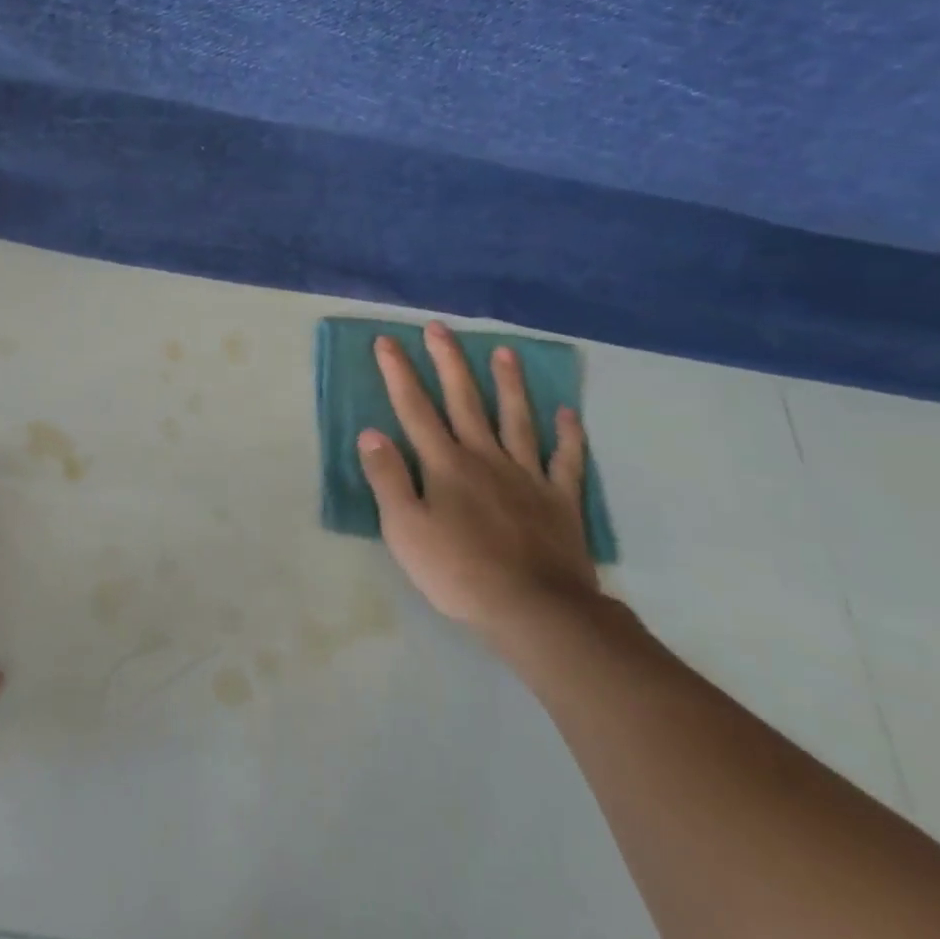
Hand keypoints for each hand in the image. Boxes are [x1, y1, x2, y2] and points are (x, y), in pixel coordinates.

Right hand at [357, 323, 599, 639]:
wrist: (535, 610)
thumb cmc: (459, 572)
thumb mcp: (405, 529)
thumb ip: (388, 478)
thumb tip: (370, 433)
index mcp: (445, 464)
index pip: (415, 409)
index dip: (399, 373)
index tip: (387, 341)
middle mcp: (485, 458)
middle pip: (464, 400)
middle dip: (449, 362)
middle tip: (440, 328)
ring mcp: (526, 475)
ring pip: (516, 418)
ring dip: (509, 383)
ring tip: (504, 351)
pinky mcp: (560, 500)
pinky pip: (566, 460)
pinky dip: (568, 435)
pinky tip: (568, 414)